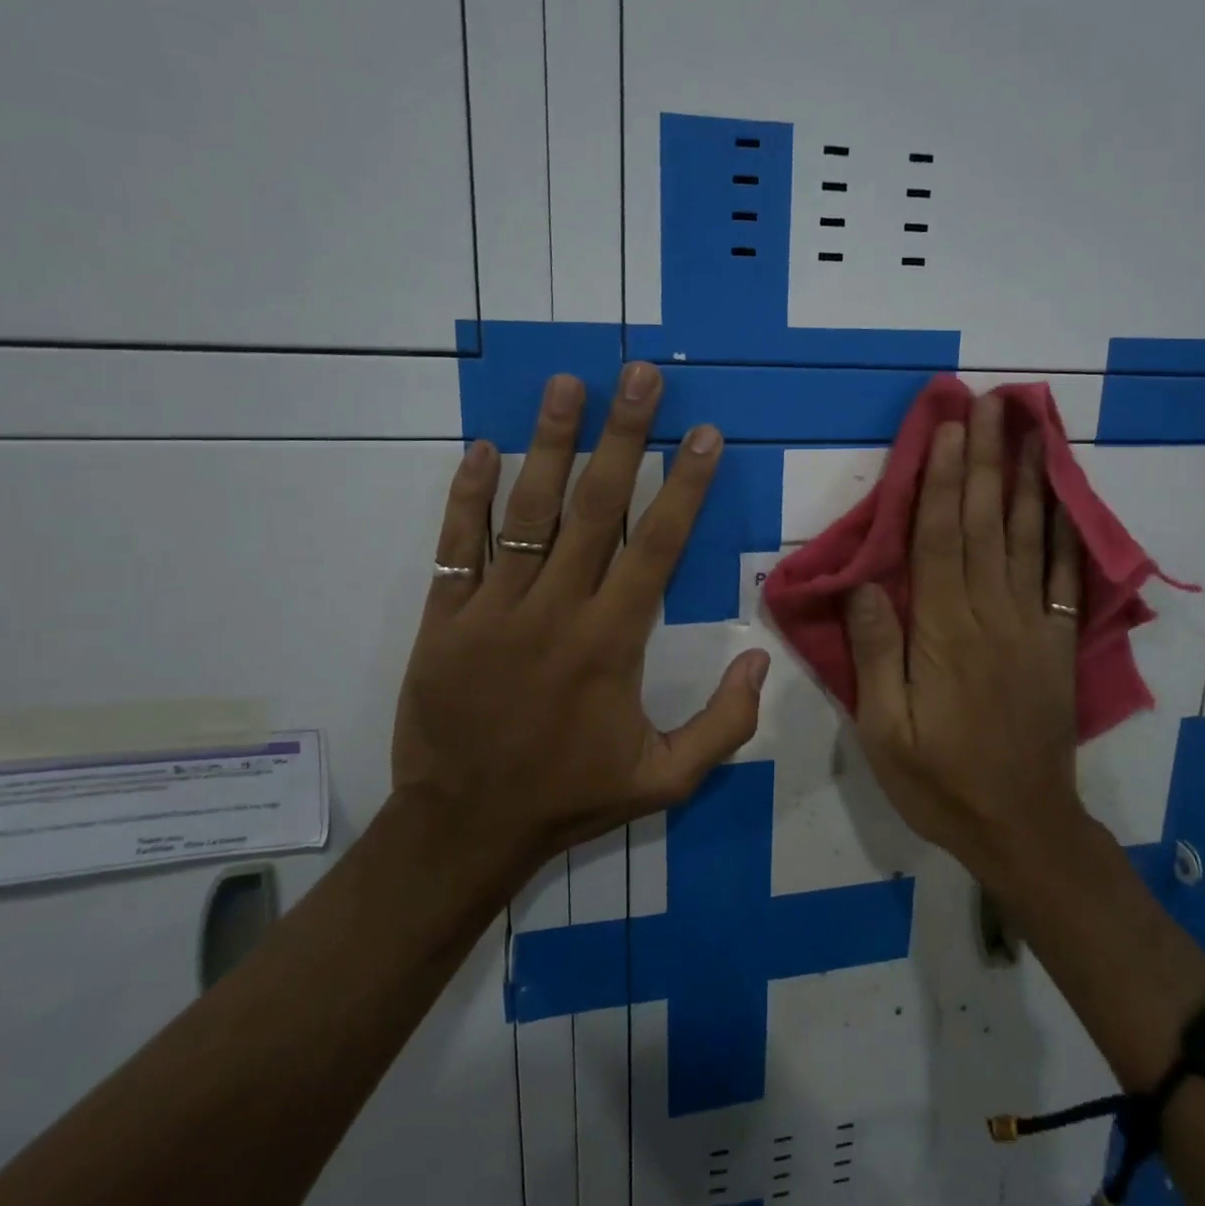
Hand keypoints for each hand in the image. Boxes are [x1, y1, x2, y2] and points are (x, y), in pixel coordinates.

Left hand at [391, 363, 769, 878]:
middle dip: (622, 437)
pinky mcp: (444, 617)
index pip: (657, 546)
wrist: (462, 828)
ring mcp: (493, 609)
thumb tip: (760, 659)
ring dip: (550, 443)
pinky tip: (484, 447)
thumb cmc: (569, 797)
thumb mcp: (665, 780)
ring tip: (567, 384)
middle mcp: (555, 610)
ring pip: (526, 511)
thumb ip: (724, 724)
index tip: (703, 434)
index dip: (684, 486)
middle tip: (639, 377)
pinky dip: (468, 494)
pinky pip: (456, 544)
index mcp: (611, 643)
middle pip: (595, 508)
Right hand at [844, 393, 1087, 884]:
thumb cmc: (940, 779)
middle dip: (986, 459)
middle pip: (988, 523)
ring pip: (1030, 538)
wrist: (1022, 826)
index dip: (944, 480)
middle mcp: (992, 614)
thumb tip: (864, 585)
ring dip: (1027, 480)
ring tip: (1030, 429)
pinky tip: (1066, 497)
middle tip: (991, 403)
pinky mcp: (1057, 643)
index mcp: (944, 632)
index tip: (948, 429)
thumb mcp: (885, 731)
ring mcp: (1032, 625)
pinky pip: (1066, 577)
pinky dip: (1067, 531)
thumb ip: (875, 655)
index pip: (941, 539)